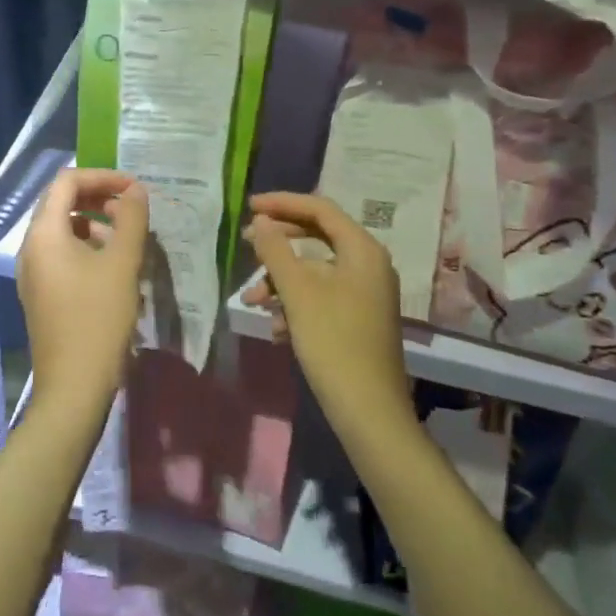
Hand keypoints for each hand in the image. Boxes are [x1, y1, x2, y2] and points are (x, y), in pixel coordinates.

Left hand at [17, 168, 148, 423]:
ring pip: (64, 230)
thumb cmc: (98, 319)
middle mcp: (31, 247)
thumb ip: (131, 219)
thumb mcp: (122, 264)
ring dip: (96, 224)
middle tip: (132, 209)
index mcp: (44, 234)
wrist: (73, 388)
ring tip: (128, 239)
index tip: (134, 188)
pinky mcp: (41, 293)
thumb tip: (135, 190)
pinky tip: (114, 268)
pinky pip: (62, 254)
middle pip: (62, 203)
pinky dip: (87, 248)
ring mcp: (33, 273)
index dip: (102, 176)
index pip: (67, 181)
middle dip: (99, 198)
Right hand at [243, 192, 415, 434]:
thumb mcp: (297, 293)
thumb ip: (276, 250)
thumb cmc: (334, 342)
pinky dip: (296, 304)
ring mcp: (366, 294)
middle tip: (247, 243)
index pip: (320, 209)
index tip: (249, 206)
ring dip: (282, 281)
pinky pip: (322, 296)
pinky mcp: (359, 319)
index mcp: (362, 250)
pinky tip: (277, 329)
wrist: (369, 413)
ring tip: (253, 301)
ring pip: (316, 271)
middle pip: (318, 237)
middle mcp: (369, 265)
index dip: (283, 203)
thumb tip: (261, 221)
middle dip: (279, 243)